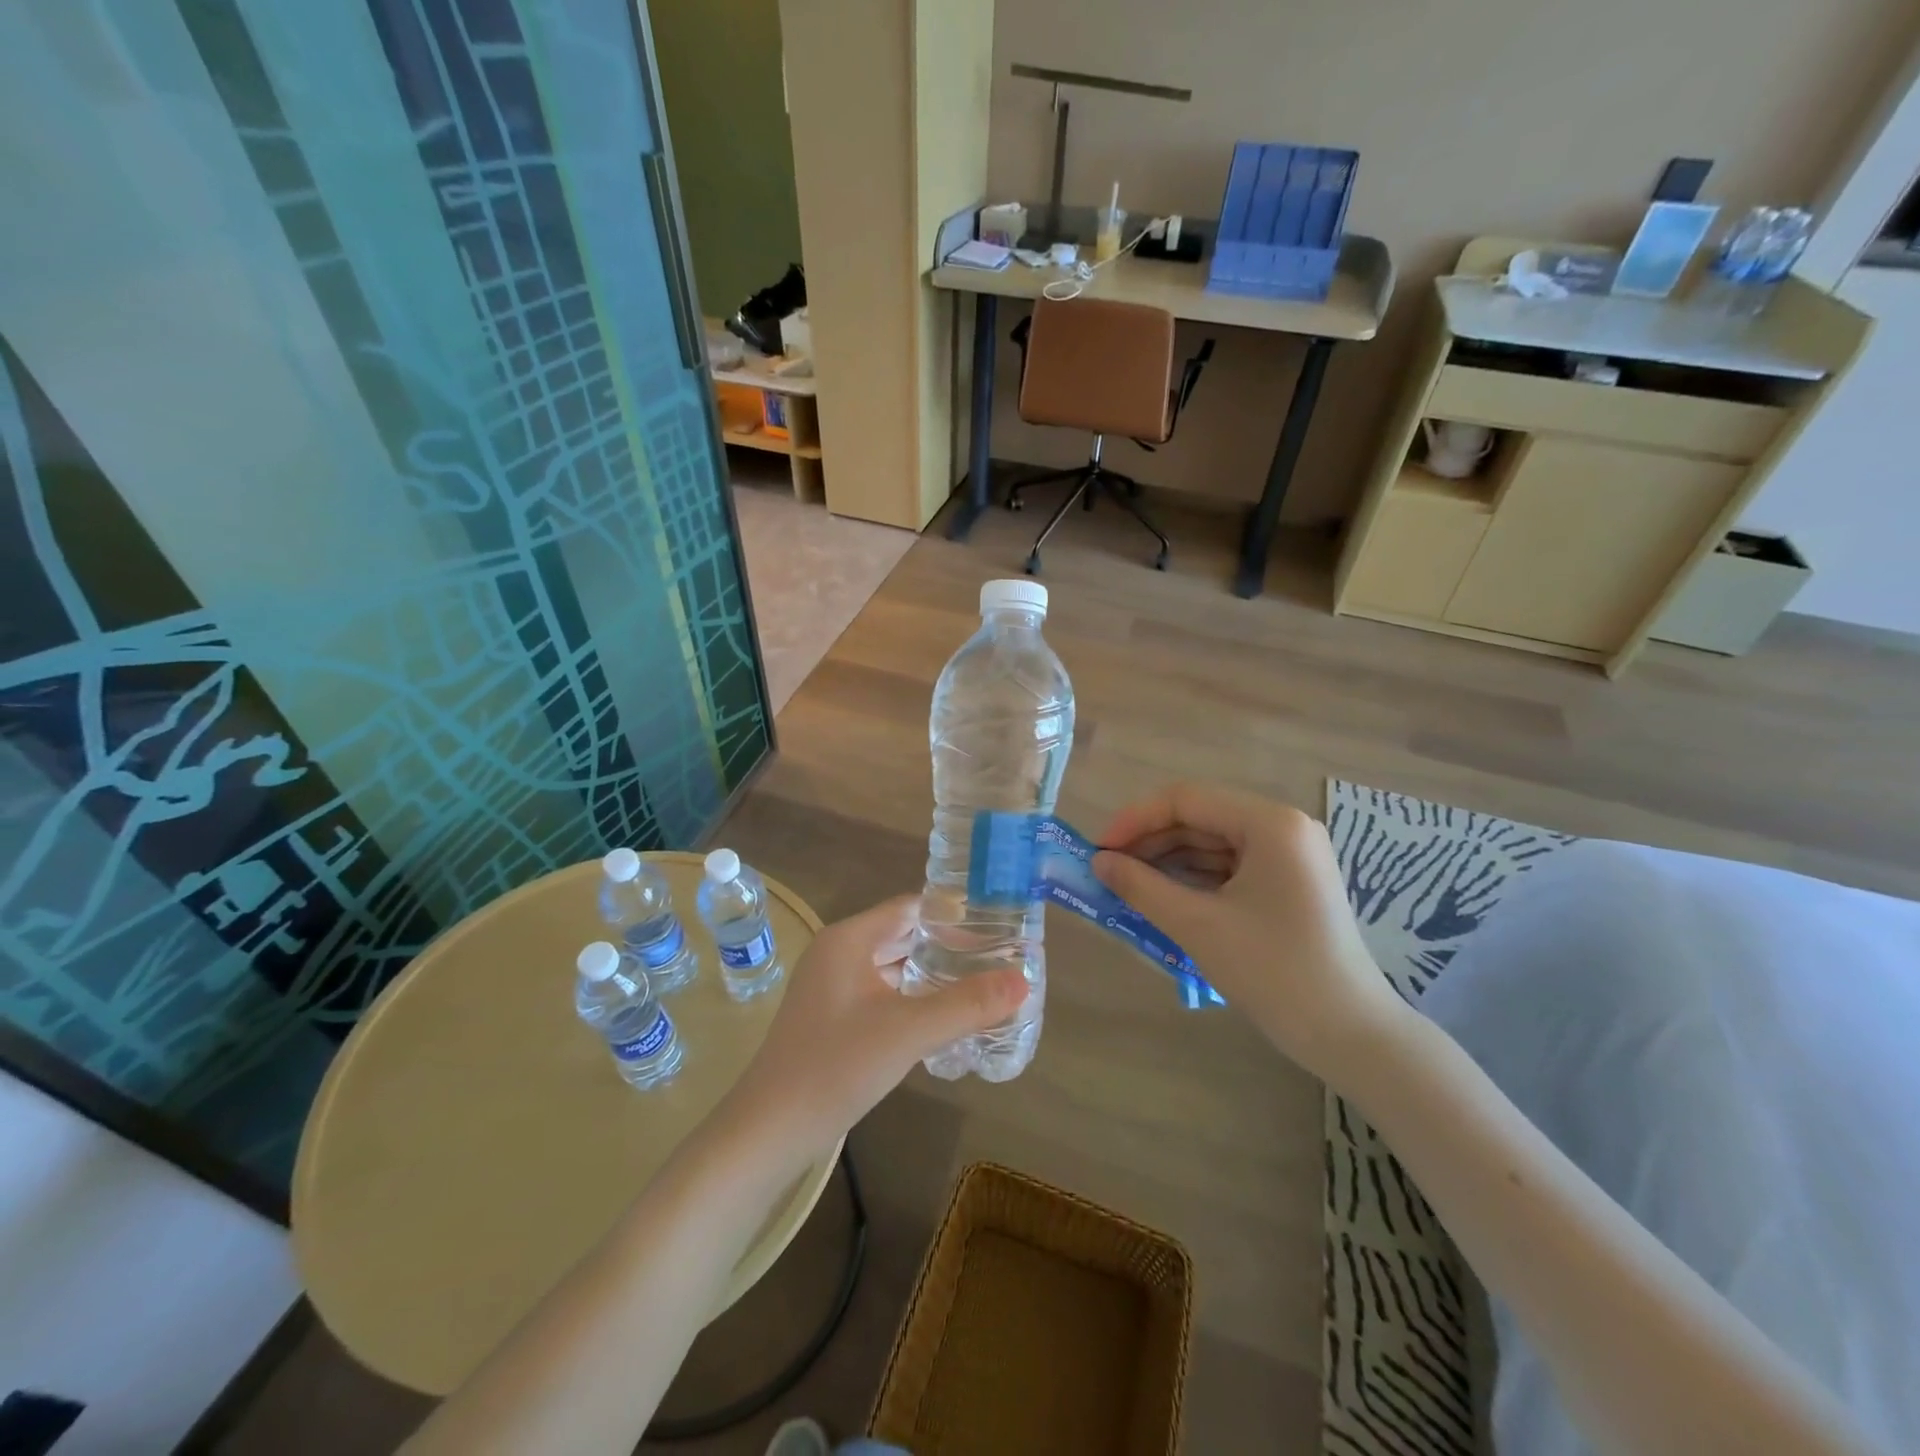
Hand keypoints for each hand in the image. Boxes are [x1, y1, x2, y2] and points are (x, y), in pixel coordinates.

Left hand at [726, 897, 1025, 1155]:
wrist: (769, 1132)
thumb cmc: (836, 1066)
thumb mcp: (908, 1032)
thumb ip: (967, 1004)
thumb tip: (1023, 980)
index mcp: (849, 940)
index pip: (910, 908)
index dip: (953, 914)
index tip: (997, 925)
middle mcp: (838, 954)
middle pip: (902, 936)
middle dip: (948, 946)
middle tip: (999, 956)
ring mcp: (831, 988)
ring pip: (892, 968)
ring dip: (931, 975)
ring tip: (981, 984)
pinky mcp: (832, 1019)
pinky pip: (882, 995)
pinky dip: (912, 999)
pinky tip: (943, 1018)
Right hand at [1092, 782, 1405, 1078]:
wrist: (1350, 1035)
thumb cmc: (1274, 971)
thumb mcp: (1198, 925)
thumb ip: (1141, 886)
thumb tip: (1098, 862)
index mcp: (1270, 823)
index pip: (1186, 800)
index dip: (1135, 820)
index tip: (1099, 850)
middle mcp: (1283, 828)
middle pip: (1200, 818)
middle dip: (1150, 843)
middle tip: (1108, 871)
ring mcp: (1290, 857)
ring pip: (1213, 844)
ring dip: (1169, 862)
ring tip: (1128, 886)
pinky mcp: (1290, 884)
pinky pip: (1230, 868)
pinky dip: (1194, 880)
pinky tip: (1163, 898)